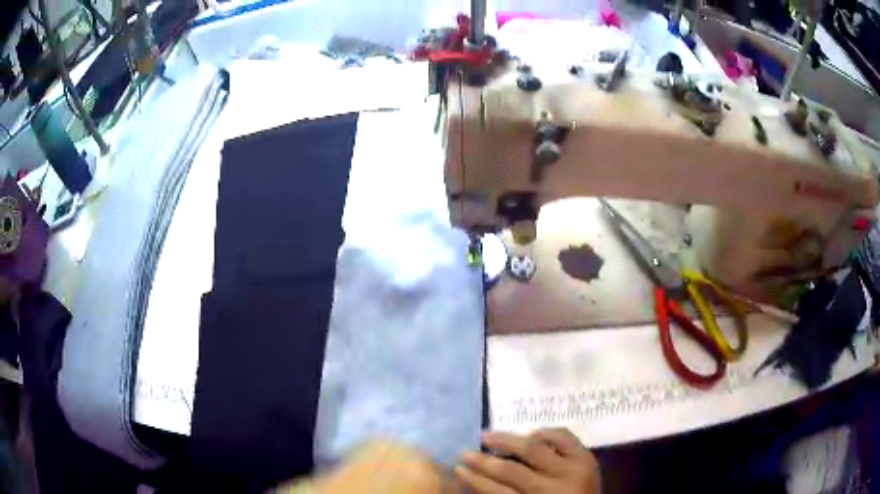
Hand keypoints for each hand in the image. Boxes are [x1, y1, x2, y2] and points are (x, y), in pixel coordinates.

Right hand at [454, 428, 599, 493]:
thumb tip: (479, 477)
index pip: (498, 492)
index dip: (475, 479)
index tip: (457, 468)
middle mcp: (556, 487)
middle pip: (512, 470)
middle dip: (484, 460)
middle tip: (464, 451)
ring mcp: (574, 470)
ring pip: (535, 448)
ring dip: (508, 440)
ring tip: (487, 435)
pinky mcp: (588, 457)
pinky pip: (564, 437)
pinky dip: (546, 433)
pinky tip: (531, 433)